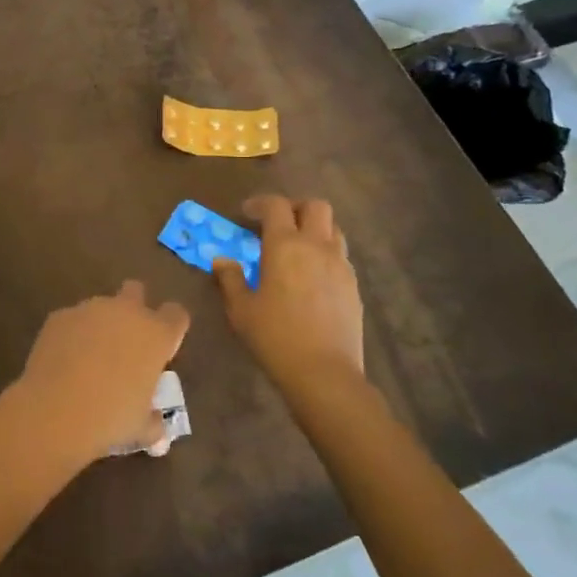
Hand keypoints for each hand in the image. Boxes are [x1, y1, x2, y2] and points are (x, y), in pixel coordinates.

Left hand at [12, 282, 190, 464]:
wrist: (56, 410)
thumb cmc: (110, 418)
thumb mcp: (141, 428)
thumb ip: (153, 422)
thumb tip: (156, 428)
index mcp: (156, 334)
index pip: (176, 314)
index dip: (171, 328)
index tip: (163, 348)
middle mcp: (126, 312)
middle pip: (136, 290)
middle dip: (134, 307)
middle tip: (126, 340)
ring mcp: (90, 309)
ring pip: (101, 306)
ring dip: (100, 325)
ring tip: (89, 359)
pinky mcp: (60, 315)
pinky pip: (72, 320)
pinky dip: (72, 335)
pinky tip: (63, 362)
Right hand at [215, 196, 363, 389]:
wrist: (324, 373)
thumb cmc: (275, 337)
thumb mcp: (241, 309)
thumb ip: (230, 279)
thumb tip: (222, 260)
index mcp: (285, 245)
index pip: (276, 205)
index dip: (260, 203)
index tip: (246, 214)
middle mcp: (317, 246)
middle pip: (315, 206)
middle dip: (295, 207)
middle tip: (277, 224)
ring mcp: (340, 265)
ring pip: (333, 228)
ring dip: (314, 229)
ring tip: (297, 248)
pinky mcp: (354, 286)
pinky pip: (340, 256)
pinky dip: (325, 254)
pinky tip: (312, 277)